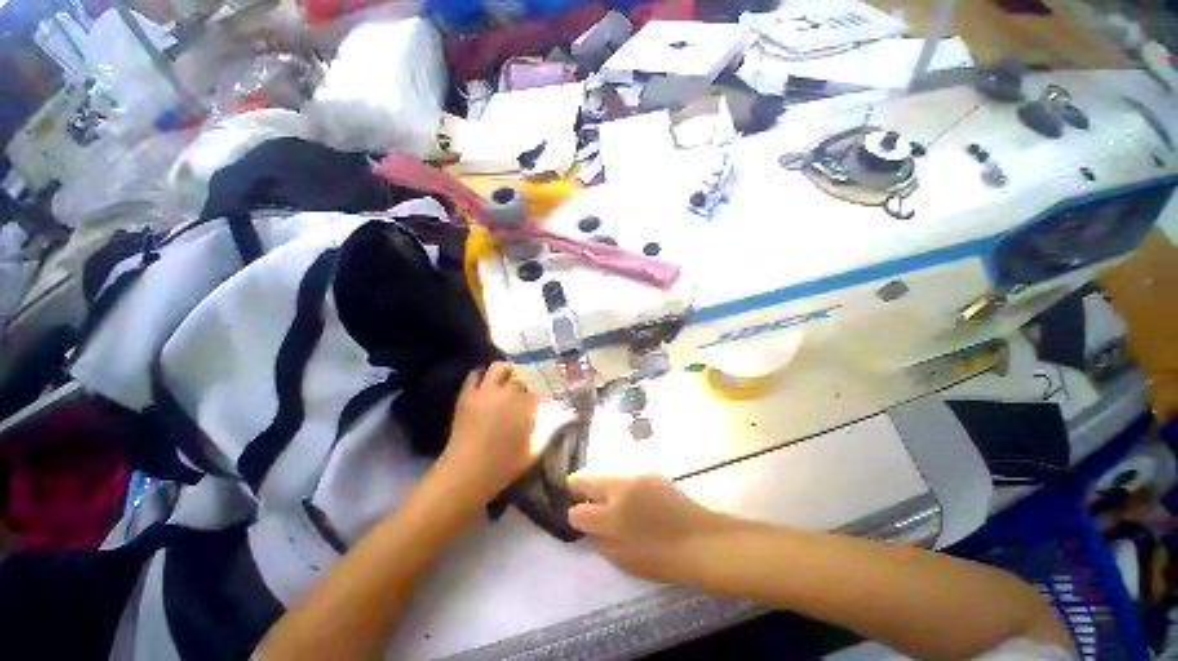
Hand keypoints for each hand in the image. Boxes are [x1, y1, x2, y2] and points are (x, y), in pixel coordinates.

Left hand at [437, 362, 538, 500]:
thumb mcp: (534, 452)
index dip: (538, 388)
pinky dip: (481, 377)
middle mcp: (508, 393)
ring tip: (506, 379)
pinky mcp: (467, 396)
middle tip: (523, 386)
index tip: (538, 394)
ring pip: (498, 367)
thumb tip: (562, 418)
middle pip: (519, 373)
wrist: (466, 473)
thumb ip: (549, 432)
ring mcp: (485, 392)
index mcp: (526, 406)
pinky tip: (485, 385)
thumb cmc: (503, 466)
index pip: (536, 386)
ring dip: (504, 371)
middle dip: (523, 378)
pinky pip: (474, 375)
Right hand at [567, 473, 731, 583]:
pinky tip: (631, 498)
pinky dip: (622, 486)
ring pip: (610, 477)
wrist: (703, 540)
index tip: (573, 515)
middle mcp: (622, 489)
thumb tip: (590, 530)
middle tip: (573, 489)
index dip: (573, 514)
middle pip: (591, 481)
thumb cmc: (663, 558)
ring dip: (602, 485)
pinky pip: (628, 479)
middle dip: (579, 485)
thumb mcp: (626, 560)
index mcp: (613, 515)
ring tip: (604, 497)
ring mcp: (638, 478)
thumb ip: (603, 543)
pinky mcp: (652, 475)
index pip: (580, 511)